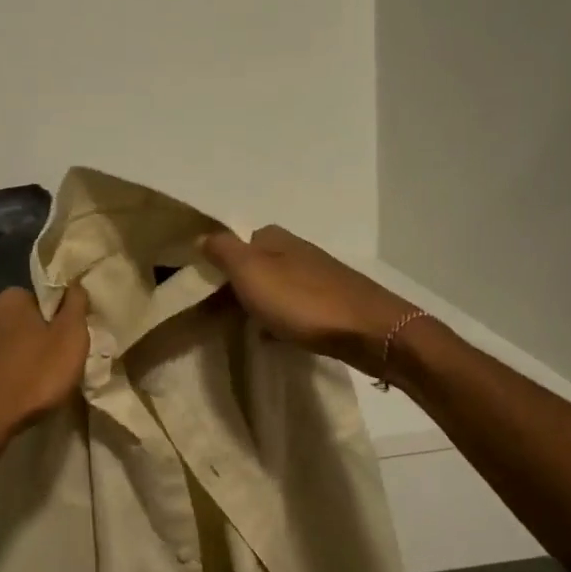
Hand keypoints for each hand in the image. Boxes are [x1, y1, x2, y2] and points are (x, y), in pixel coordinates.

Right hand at [200, 226, 415, 375]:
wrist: (368, 331)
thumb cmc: (302, 301)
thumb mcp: (250, 271)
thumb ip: (223, 251)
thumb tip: (202, 235)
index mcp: (274, 238)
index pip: (236, 242)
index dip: (218, 264)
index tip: (204, 291)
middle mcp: (297, 250)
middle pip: (256, 264)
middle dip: (238, 286)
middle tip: (219, 315)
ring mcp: (318, 276)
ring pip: (276, 286)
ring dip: (259, 303)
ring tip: (244, 328)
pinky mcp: (333, 302)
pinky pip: (295, 307)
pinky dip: (281, 319)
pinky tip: (276, 337)